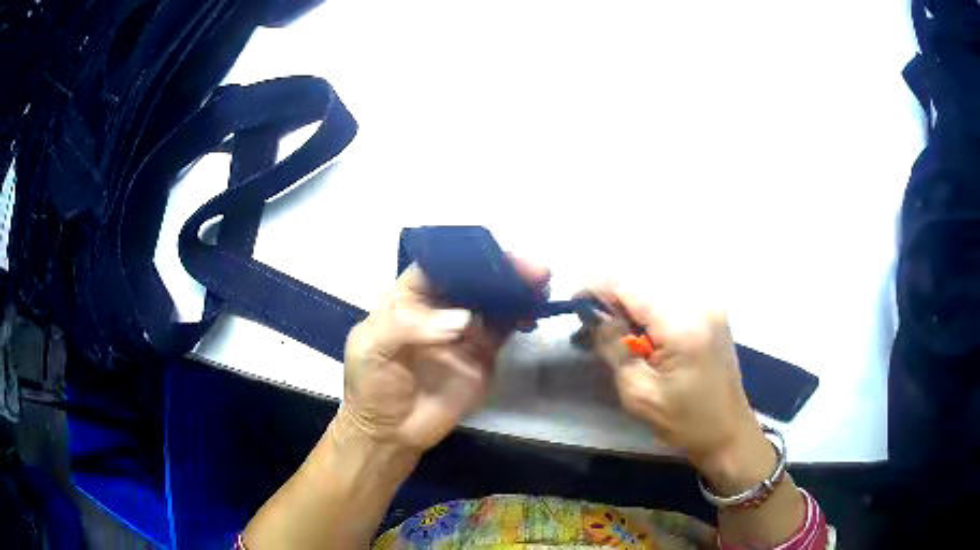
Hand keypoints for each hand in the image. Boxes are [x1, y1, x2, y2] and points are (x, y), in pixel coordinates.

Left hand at [335, 261, 548, 454]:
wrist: (392, 432)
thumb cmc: (372, 385)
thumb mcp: (371, 349)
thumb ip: (406, 326)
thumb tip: (463, 320)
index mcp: (408, 299)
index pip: (437, 268)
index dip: (464, 258)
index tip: (493, 255)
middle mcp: (439, 308)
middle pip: (472, 279)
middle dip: (500, 269)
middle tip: (532, 268)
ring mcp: (464, 331)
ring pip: (492, 300)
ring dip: (516, 288)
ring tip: (541, 281)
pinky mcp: (482, 354)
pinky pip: (504, 327)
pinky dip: (521, 314)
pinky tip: (534, 308)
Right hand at [586, 282, 767, 478]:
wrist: (728, 431)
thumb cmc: (683, 421)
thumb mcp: (638, 392)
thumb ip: (613, 346)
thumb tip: (593, 314)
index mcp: (682, 323)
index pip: (629, 285)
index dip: (596, 288)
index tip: (574, 305)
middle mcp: (699, 302)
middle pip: (642, 281)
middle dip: (612, 298)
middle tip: (590, 327)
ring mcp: (709, 304)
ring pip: (655, 287)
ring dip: (629, 304)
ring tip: (612, 333)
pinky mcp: (712, 311)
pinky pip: (670, 298)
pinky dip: (649, 310)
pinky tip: (640, 333)